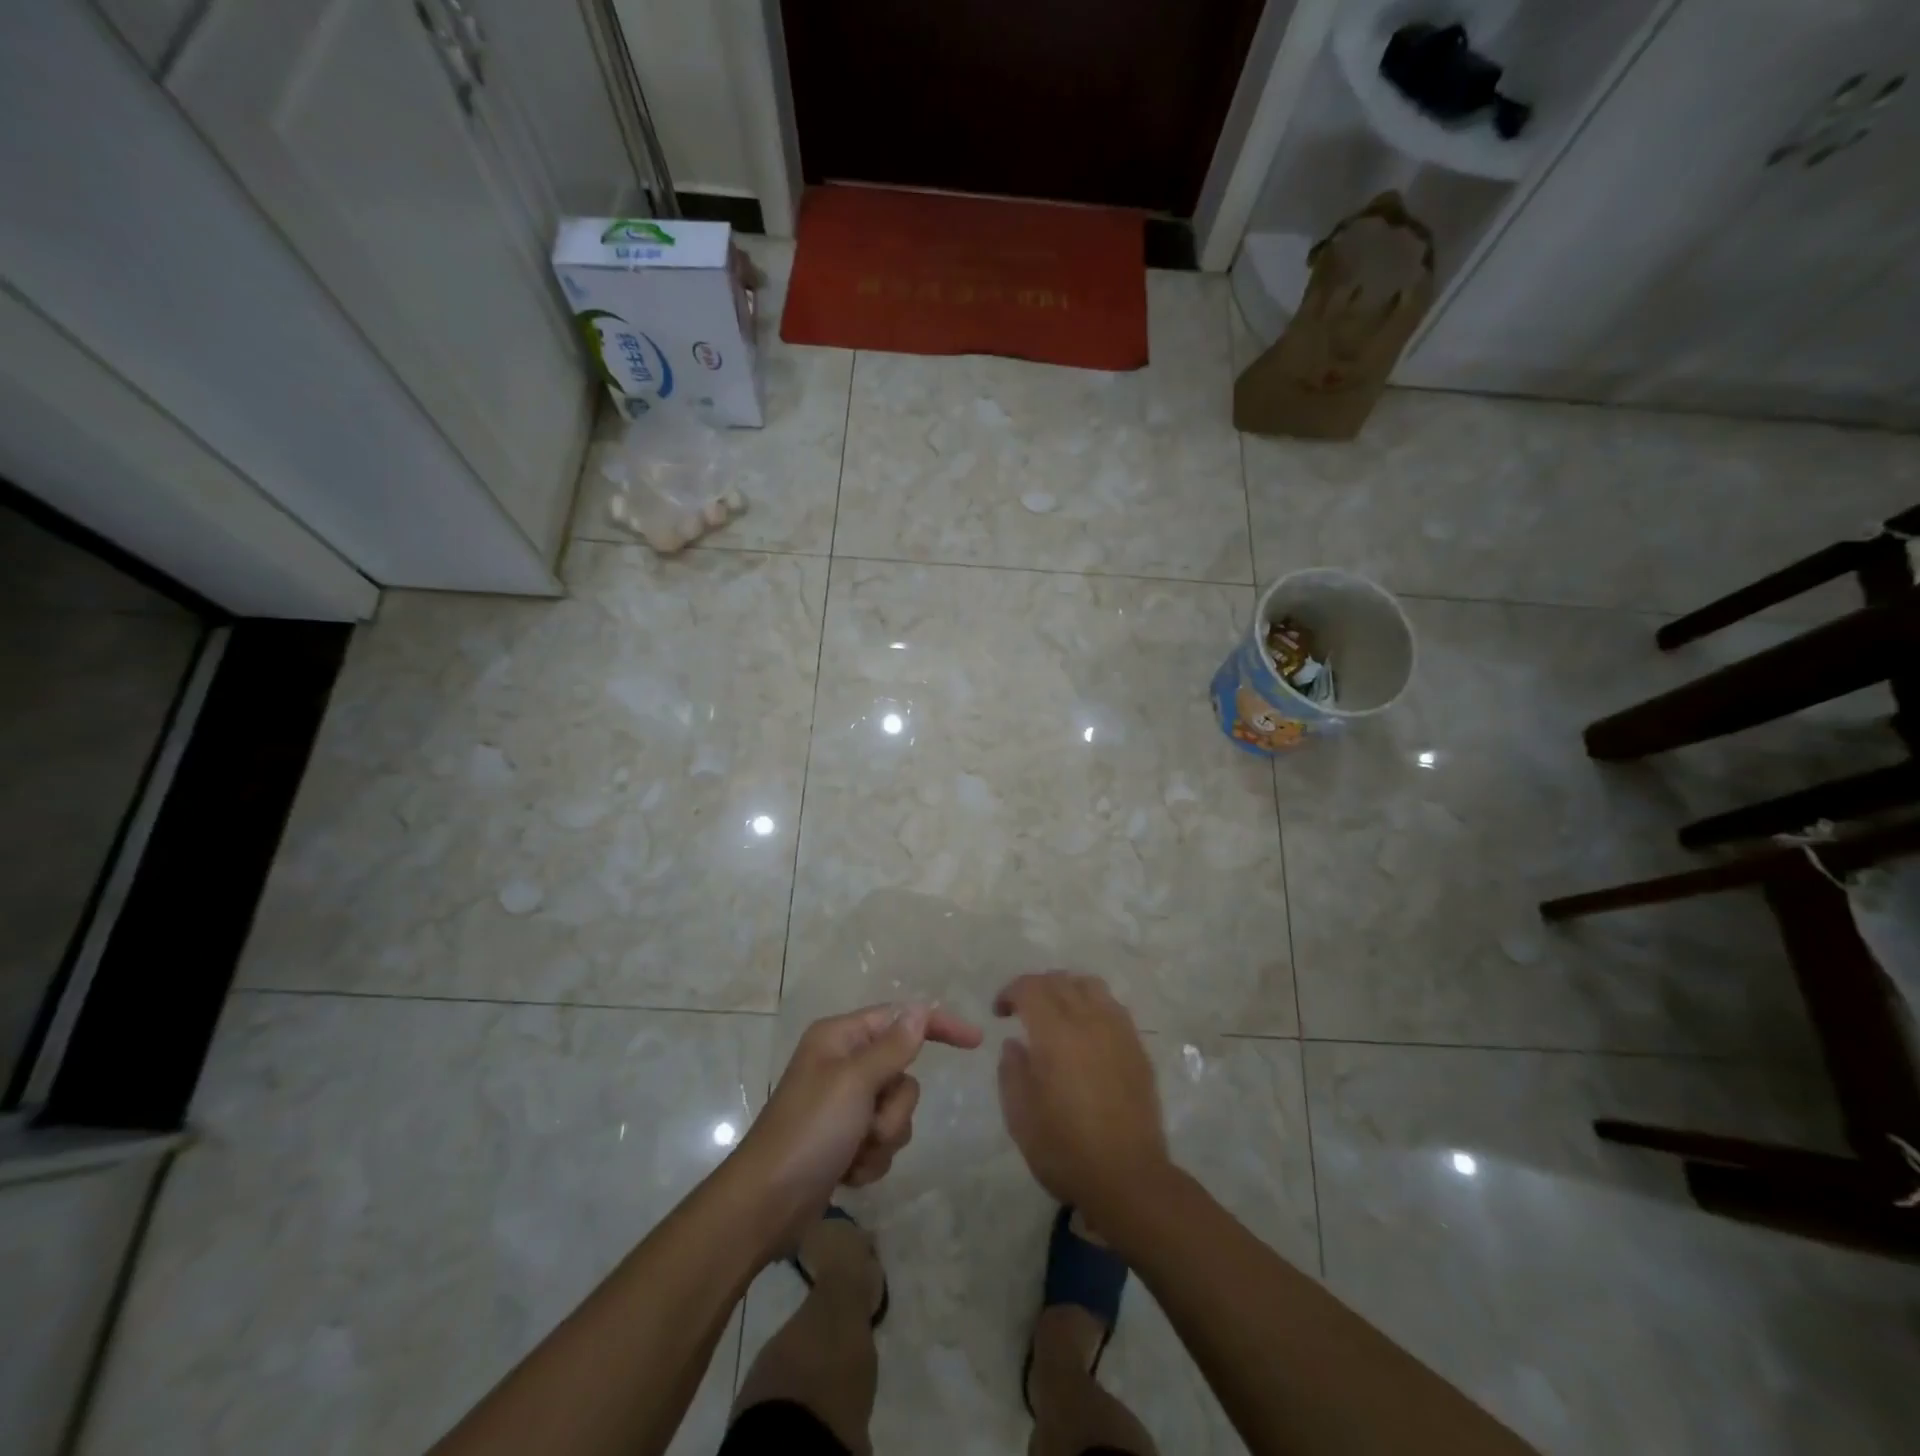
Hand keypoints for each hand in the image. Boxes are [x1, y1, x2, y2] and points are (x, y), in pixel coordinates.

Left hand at [738, 1002, 982, 1251]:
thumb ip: (893, 1047)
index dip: (938, 1026)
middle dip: (894, 1108)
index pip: (901, 1019)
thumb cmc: (809, 1132)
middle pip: (902, 1074)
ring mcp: (844, 1105)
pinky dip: (871, 1159)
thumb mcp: (854, 1083)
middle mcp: (844, 1064)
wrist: (766, 1206)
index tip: (975, 1041)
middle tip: (868, 1125)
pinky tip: (847, 1172)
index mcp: (841, 1038)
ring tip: (853, 1153)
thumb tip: (920, 1009)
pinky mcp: (845, 1140)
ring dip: (883, 1138)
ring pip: (897, 1112)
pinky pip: (883, 1141)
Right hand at [994, 972, 1172, 1228]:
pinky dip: (1093, 1006)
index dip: (1011, 991)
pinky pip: (1113, 1008)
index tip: (1000, 1012)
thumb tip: (1015, 1044)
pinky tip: (1086, 1032)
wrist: (1129, 1178)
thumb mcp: (1020, 1116)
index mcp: (1055, 1033)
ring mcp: (1118, 1032)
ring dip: (1067, 989)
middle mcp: (1088, 1021)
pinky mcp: (1138, 1049)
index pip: (1031, 988)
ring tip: (1057, 1013)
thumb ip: (1012, 1071)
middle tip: (1023, 1010)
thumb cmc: (1066, 1149)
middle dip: (1036, 987)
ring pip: (1091, 986)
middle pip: (1061, 980)